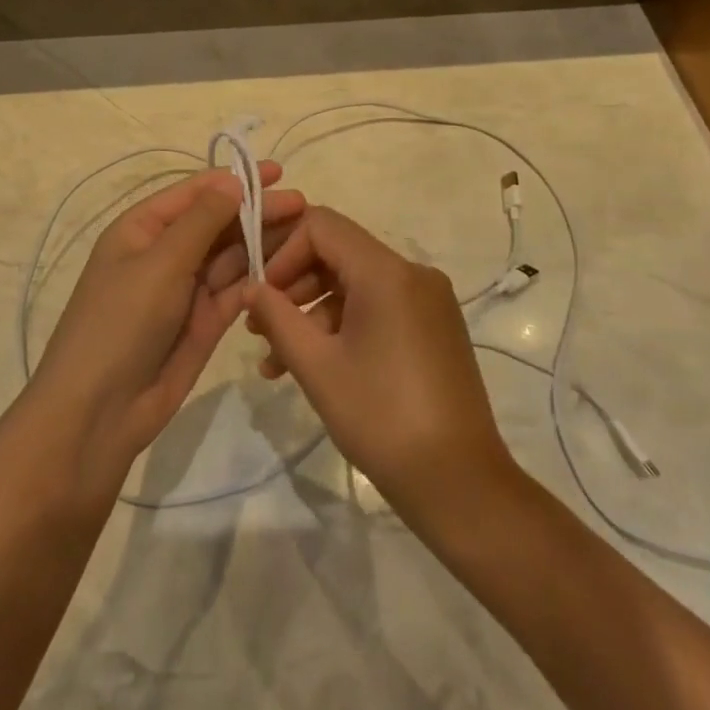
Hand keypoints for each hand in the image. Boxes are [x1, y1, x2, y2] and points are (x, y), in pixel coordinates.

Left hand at [31, 164, 303, 491]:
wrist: (99, 410)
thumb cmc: (122, 321)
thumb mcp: (160, 263)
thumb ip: (202, 221)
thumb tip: (233, 180)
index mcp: (142, 229)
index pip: (194, 193)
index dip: (234, 180)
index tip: (276, 171)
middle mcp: (165, 253)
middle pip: (217, 223)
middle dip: (256, 211)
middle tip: (302, 205)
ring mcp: (185, 288)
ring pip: (230, 256)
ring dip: (263, 242)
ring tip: (305, 232)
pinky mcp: (204, 321)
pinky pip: (235, 290)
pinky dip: (258, 278)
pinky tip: (290, 267)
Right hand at [245, 207, 514, 521]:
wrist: (459, 483)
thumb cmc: (381, 418)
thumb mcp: (317, 366)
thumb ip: (277, 317)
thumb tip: (250, 287)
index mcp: (387, 272)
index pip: (322, 226)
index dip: (283, 252)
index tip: (260, 295)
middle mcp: (413, 273)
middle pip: (339, 253)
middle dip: (293, 285)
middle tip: (259, 329)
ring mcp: (429, 300)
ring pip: (356, 284)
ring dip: (313, 312)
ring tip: (276, 362)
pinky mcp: (434, 326)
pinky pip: (379, 306)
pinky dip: (344, 325)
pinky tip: (315, 366)